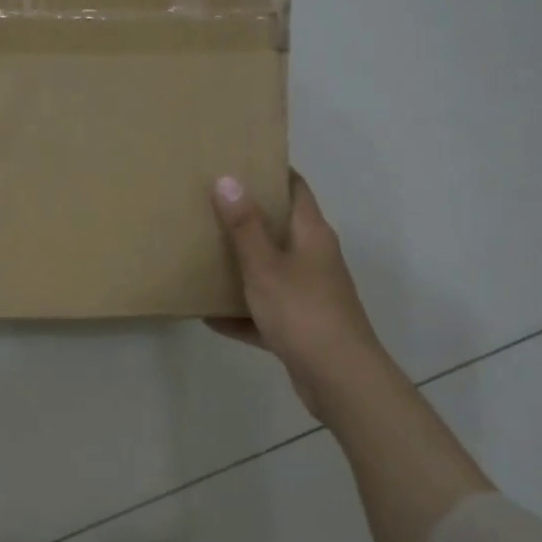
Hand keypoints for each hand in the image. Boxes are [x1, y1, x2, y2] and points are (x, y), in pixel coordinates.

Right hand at [208, 173, 387, 419]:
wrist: (339, 379)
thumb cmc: (303, 313)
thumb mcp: (265, 267)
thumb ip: (244, 226)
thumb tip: (228, 178)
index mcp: (312, 234)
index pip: (295, 188)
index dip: (269, 171)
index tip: (235, 161)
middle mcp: (314, 258)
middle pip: (280, 228)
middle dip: (246, 217)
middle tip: (206, 205)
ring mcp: (309, 293)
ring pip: (271, 270)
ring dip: (241, 265)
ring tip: (202, 253)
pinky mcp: (300, 326)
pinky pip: (264, 310)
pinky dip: (241, 311)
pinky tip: (208, 315)